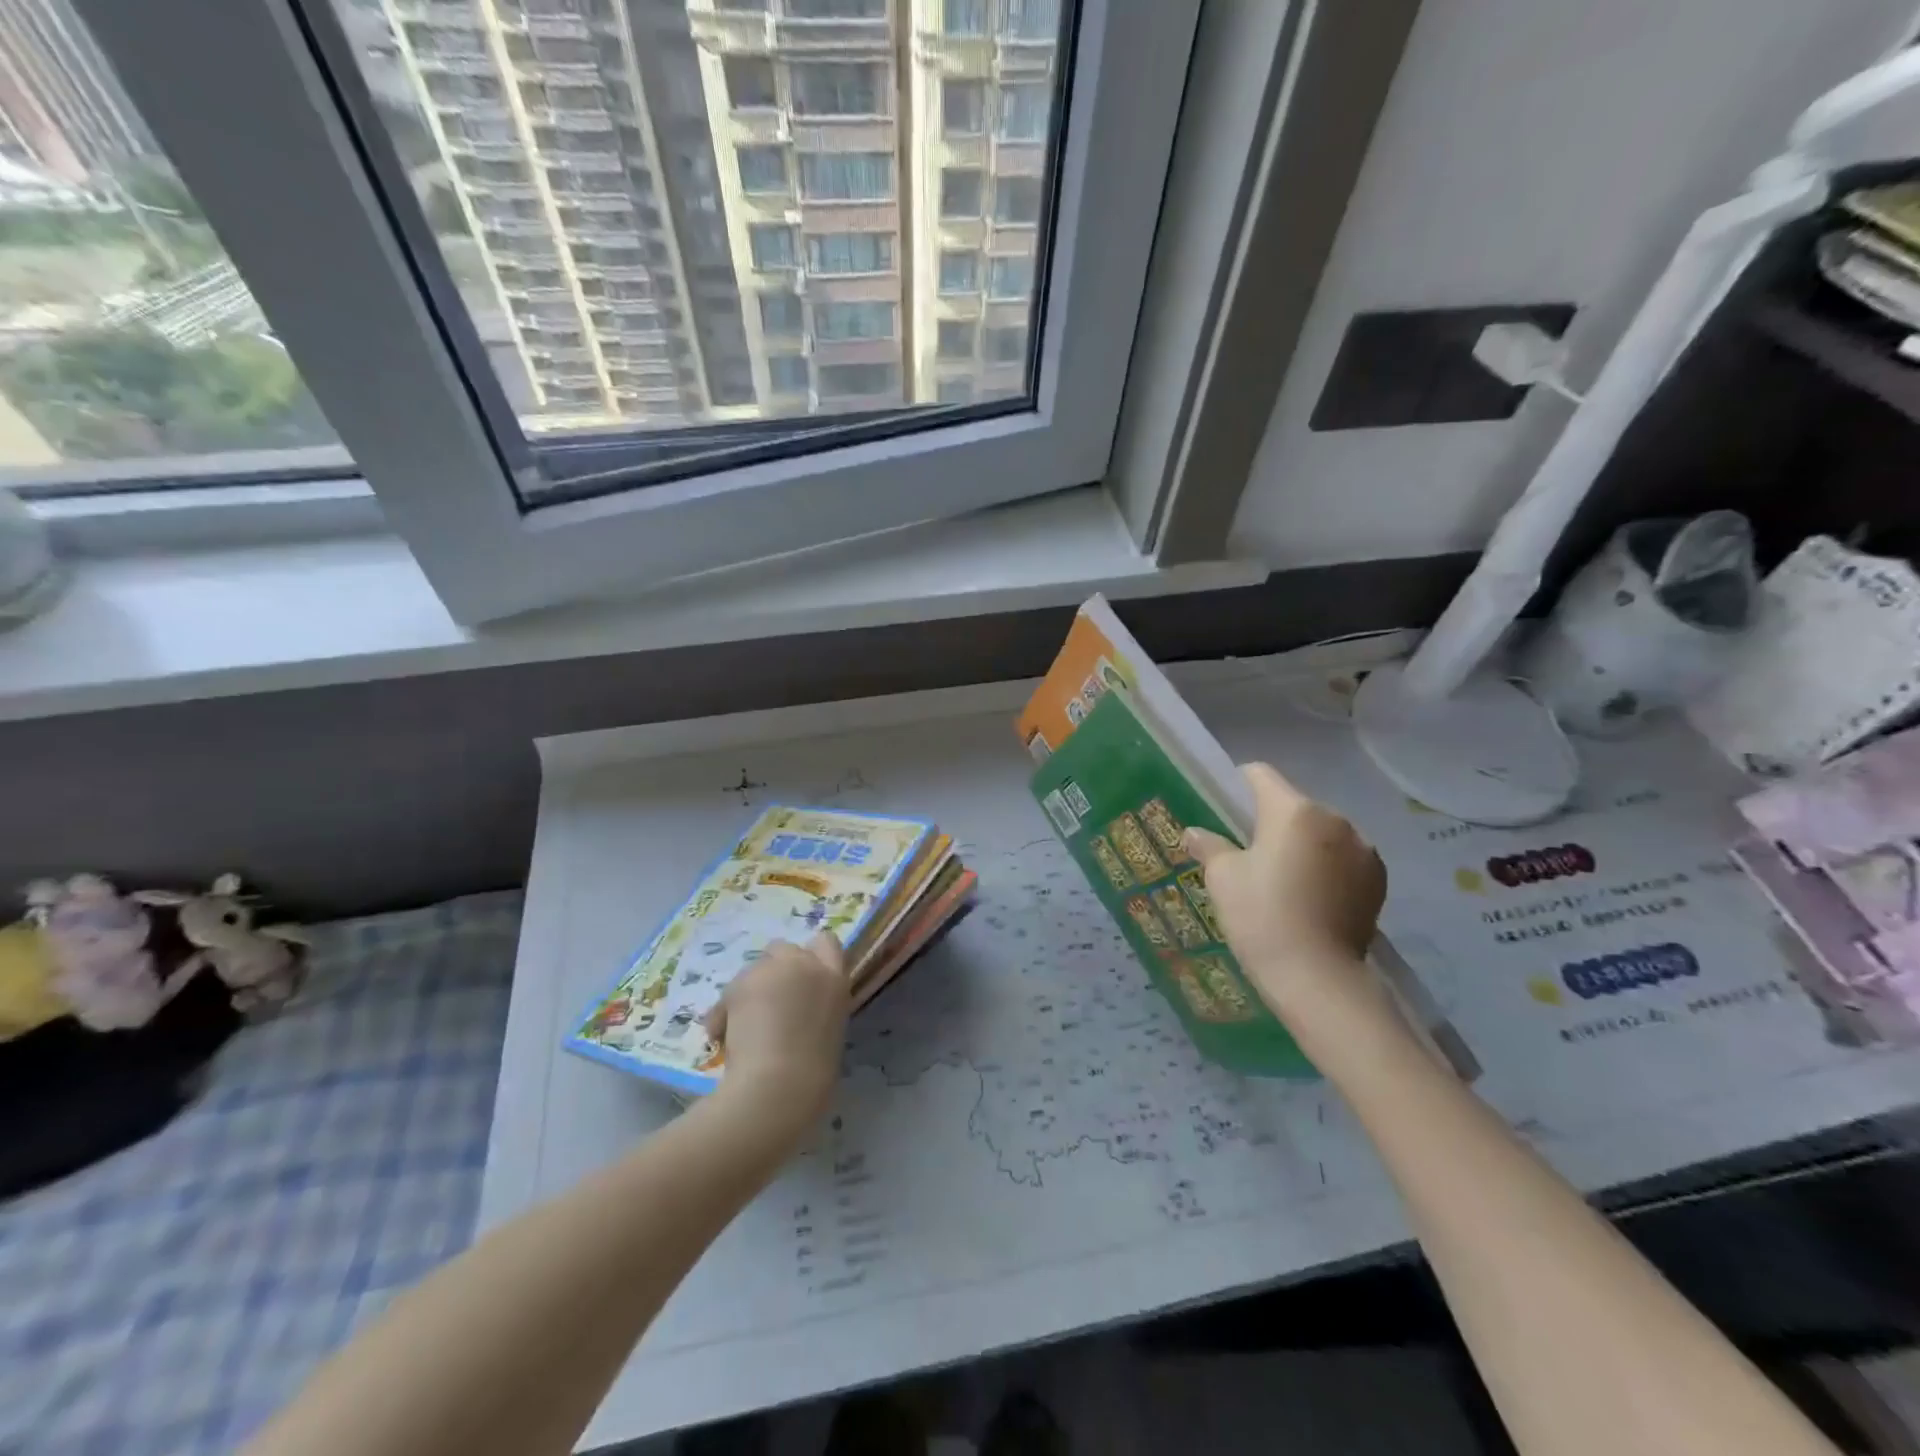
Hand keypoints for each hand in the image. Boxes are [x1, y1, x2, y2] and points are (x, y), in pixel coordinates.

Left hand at [703, 932, 849, 1127]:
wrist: (779, 1087)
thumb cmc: (812, 1076)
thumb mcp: (828, 1031)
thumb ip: (816, 1008)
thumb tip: (795, 1011)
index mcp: (836, 980)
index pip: (827, 942)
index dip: (811, 957)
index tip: (800, 981)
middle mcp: (806, 965)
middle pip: (785, 949)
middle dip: (774, 970)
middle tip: (767, 1005)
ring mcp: (772, 970)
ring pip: (753, 969)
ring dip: (749, 990)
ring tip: (740, 1028)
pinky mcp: (741, 983)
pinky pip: (729, 992)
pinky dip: (724, 1011)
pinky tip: (721, 1038)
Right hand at [1184, 763, 1388, 1019]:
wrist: (1318, 979)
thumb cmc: (1262, 917)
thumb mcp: (1223, 878)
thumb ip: (1209, 846)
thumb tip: (1194, 833)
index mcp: (1294, 810)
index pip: (1260, 775)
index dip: (1236, 785)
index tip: (1223, 809)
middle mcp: (1335, 819)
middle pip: (1293, 805)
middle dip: (1269, 821)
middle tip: (1246, 852)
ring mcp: (1363, 850)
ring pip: (1320, 832)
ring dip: (1301, 844)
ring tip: (1281, 879)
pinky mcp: (1377, 880)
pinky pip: (1342, 858)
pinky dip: (1325, 867)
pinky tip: (1309, 898)